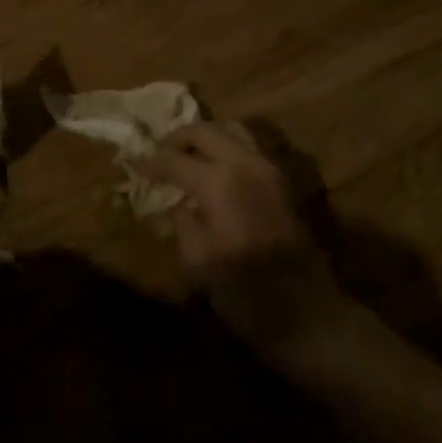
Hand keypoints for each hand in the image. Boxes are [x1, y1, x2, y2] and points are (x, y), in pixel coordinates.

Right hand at [143, 122, 349, 359]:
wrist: (307, 313)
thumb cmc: (245, 292)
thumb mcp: (197, 260)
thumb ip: (182, 222)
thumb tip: (177, 203)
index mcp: (218, 181)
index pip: (174, 160)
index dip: (150, 162)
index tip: (133, 164)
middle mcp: (245, 163)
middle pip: (205, 131)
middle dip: (178, 138)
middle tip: (160, 151)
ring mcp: (270, 168)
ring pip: (233, 129)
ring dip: (207, 135)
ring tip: (189, 152)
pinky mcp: (284, 181)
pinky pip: (253, 146)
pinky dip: (230, 145)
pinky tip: (219, 165)